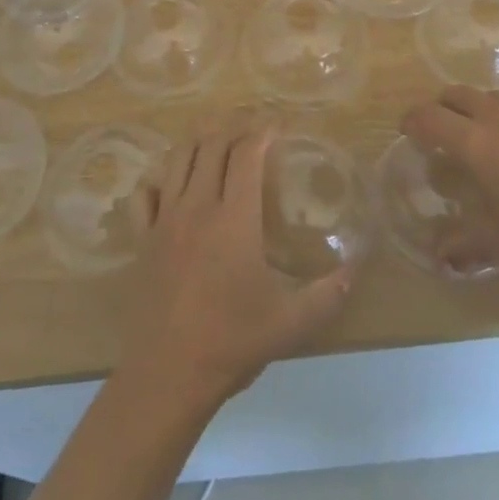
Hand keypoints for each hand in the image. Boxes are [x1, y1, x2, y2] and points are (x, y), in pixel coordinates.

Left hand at [117, 130, 350, 408]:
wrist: (168, 373)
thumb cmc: (232, 342)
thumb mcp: (291, 323)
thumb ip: (327, 295)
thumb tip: (355, 271)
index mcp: (234, 218)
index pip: (247, 155)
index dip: (263, 132)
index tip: (279, 126)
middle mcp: (197, 206)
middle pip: (211, 145)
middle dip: (233, 129)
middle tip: (251, 131)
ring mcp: (164, 219)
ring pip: (178, 159)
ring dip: (199, 143)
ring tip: (215, 142)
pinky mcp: (143, 238)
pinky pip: (145, 193)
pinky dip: (159, 179)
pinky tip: (171, 185)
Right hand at [402, 87, 498, 274]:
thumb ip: (463, 248)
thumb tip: (438, 259)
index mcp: (473, 141)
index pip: (428, 118)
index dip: (411, 122)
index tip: (405, 133)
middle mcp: (495, 117)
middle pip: (454, 95)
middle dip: (439, 108)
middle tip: (436, 134)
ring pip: (486, 96)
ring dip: (470, 109)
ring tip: (474, 139)